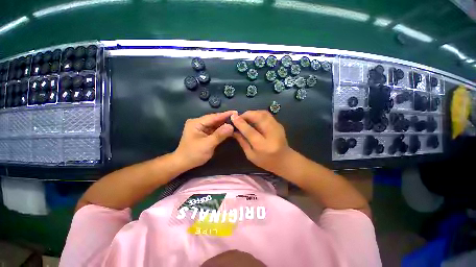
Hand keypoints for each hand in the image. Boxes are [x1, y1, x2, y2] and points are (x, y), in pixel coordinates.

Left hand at [173, 111, 236, 169]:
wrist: (183, 163)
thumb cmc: (193, 154)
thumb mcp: (207, 145)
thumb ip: (219, 135)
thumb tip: (231, 126)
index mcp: (196, 123)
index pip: (213, 117)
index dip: (225, 115)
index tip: (236, 112)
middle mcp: (198, 122)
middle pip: (214, 120)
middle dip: (226, 119)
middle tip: (238, 118)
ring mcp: (200, 127)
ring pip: (215, 124)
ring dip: (224, 124)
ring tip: (236, 122)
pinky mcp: (203, 132)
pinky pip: (214, 129)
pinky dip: (221, 130)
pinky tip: (228, 129)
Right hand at [231, 110, 293, 173]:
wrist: (285, 160)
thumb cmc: (266, 161)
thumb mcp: (251, 155)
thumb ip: (242, 142)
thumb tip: (234, 130)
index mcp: (263, 146)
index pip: (250, 131)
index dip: (240, 123)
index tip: (232, 117)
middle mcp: (272, 134)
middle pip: (259, 118)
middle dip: (247, 114)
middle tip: (238, 117)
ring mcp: (277, 128)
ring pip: (263, 113)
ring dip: (252, 113)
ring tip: (245, 117)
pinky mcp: (279, 124)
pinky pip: (267, 115)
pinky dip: (258, 114)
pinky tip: (253, 118)